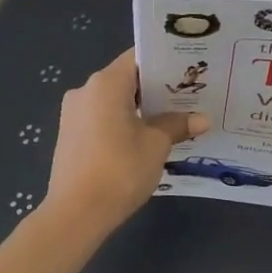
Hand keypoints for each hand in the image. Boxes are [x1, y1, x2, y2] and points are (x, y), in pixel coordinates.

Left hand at [44, 50, 208, 230]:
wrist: (75, 215)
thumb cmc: (120, 170)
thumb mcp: (156, 145)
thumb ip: (177, 125)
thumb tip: (202, 119)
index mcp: (106, 83)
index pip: (138, 57)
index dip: (164, 62)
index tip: (188, 70)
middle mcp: (85, 90)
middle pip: (126, 78)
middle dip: (155, 88)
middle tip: (188, 96)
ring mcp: (73, 113)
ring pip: (113, 100)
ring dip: (140, 107)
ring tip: (171, 119)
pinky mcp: (69, 135)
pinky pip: (101, 117)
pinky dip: (122, 122)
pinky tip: (143, 139)